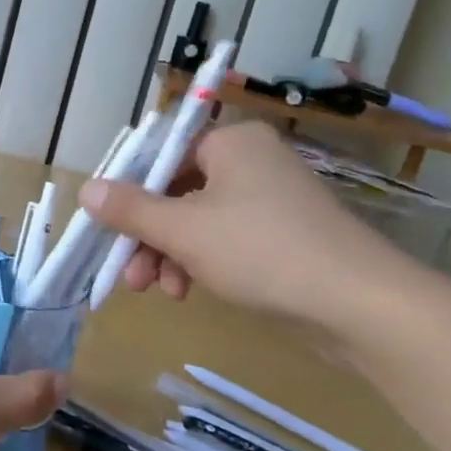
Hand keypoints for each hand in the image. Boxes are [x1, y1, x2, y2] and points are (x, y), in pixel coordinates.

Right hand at [80, 120, 411, 336]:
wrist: (364, 308)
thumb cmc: (263, 251)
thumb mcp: (183, 230)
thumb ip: (130, 209)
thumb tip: (85, 189)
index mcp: (230, 143)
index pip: (159, 156)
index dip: (126, 191)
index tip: (104, 225)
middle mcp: (250, 161)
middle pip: (175, 191)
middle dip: (146, 235)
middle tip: (126, 272)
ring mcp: (270, 199)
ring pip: (197, 220)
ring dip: (168, 254)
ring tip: (157, 290)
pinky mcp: (284, 236)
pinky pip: (225, 239)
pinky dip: (200, 262)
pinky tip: (188, 292)